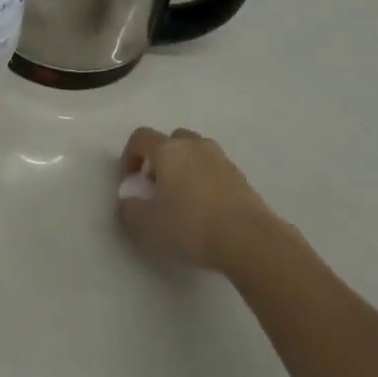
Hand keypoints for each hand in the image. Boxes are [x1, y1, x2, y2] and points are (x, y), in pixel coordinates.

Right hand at [115, 127, 278, 272]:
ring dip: (183, 167)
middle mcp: (193, 145)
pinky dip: (204, 179)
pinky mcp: (239, 175)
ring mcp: (220, 158)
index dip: (130, 155)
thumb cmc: (192, 226)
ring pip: (194, 152)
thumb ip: (129, 210)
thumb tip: (127, 201)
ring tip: (182, 198)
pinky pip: (213, 168)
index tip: (130, 179)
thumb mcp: (148, 225)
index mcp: (168, 150)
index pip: (141, 137)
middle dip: (159, 159)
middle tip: (156, 186)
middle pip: (170, 140)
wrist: (250, 239)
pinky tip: (206, 208)